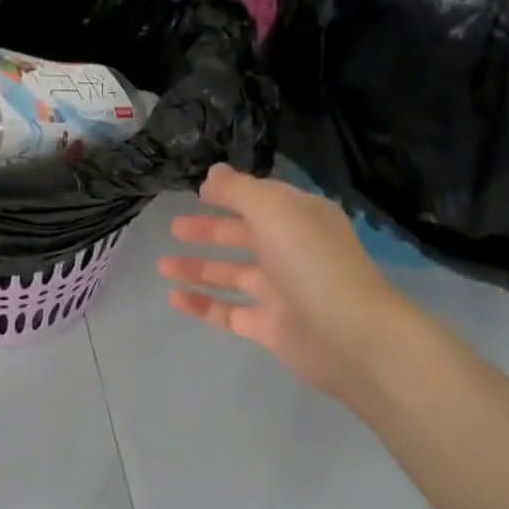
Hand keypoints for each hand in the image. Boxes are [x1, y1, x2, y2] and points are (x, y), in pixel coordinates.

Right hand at [158, 165, 404, 400]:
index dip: (231, 194)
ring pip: (231, 275)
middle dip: (209, 231)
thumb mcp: (273, 211)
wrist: (346, 334)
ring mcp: (279, 291)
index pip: (262, 200)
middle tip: (174, 228)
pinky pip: (227, 311)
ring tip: (162, 265)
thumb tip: (213, 174)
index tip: (198, 192)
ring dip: (198, 268)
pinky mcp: (267, 325)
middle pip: (243, 237)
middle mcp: (291, 252)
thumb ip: (239, 191)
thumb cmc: (310, 262)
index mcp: (300, 219)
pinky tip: (173, 297)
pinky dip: (201, 303)